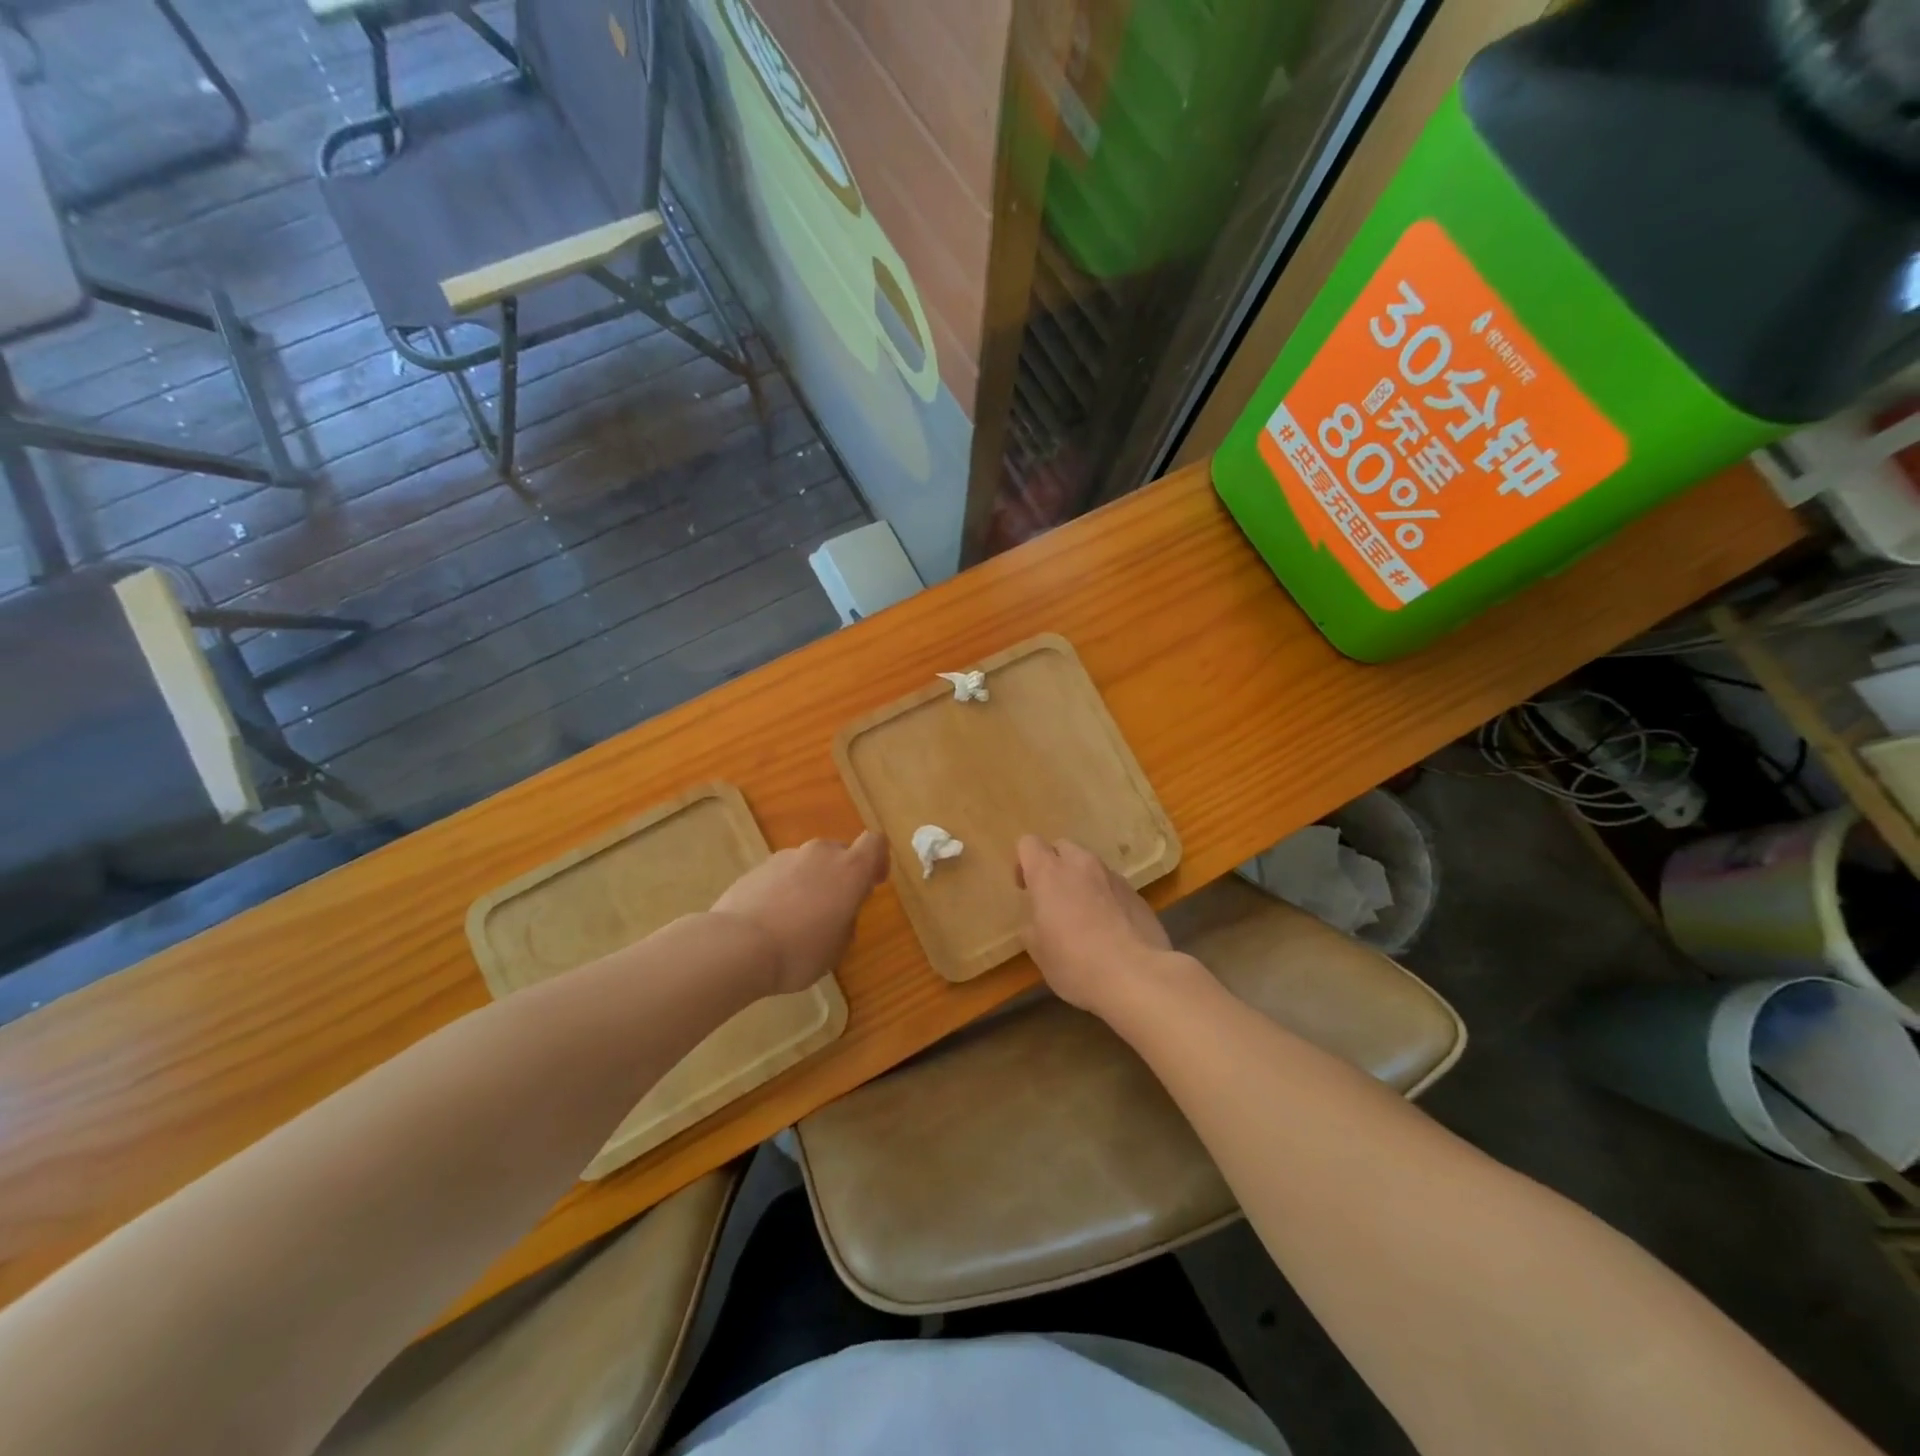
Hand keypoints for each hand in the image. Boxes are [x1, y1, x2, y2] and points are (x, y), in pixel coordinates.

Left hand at [711, 832, 887, 996]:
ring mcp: (786, 857)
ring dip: (811, 882)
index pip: (875, 843)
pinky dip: (784, 889)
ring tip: (797, 919)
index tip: (872, 883)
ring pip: (809, 863)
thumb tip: (839, 909)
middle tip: (833, 908)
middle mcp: (821, 853)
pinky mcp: (758, 867)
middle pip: (839, 852)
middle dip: (840, 875)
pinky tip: (772, 919)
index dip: (877, 859)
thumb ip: (847, 919)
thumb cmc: (800, 951)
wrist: (737, 946)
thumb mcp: (837, 947)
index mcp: (850, 869)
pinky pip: (782, 874)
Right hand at [1015, 835, 1180, 1016]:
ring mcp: (1113, 877)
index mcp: (1049, 873)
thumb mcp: (1038, 952)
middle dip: (1055, 866)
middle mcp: (1081, 865)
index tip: (1026, 890)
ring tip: (1084, 917)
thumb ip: (1033, 926)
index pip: (1029, 843)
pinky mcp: (1136, 894)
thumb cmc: (1075, 963)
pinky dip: (1106, 898)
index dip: (1024, 863)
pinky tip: (1110, 930)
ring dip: (1082, 882)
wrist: (1137, 976)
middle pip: (1062, 847)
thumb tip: (1038, 921)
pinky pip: (1112, 886)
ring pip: (1090, 866)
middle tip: (1053, 899)